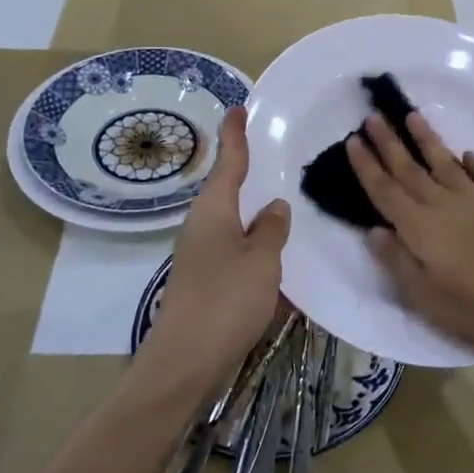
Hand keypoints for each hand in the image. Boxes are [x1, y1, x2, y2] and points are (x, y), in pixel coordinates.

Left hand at [135, 108, 290, 405]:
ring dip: (257, 215)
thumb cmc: (225, 301)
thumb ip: (272, 230)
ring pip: (235, 224)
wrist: (184, 363)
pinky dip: (258, 248)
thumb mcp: (262, 260)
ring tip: (288, 204)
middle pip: (228, 191)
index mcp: (214, 210)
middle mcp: (203, 227)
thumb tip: (275, 206)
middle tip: (277, 156)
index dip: (235, 135)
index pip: (228, 162)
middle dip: (250, 174)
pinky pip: (237, 253)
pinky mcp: (206, 283)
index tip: (239, 109)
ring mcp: (202, 256)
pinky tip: (281, 258)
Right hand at [346, 111, 473, 355]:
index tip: (353, 140)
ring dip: (426, 139)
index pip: (385, 191)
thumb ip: (397, 261)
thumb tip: (374, 230)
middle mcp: (443, 204)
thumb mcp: (425, 297)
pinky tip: (467, 154)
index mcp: (419, 228)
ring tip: (412, 115)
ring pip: (445, 162)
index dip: (367, 166)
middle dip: (388, 142)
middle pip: (409, 169)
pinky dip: (472, 163)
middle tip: (372, 116)